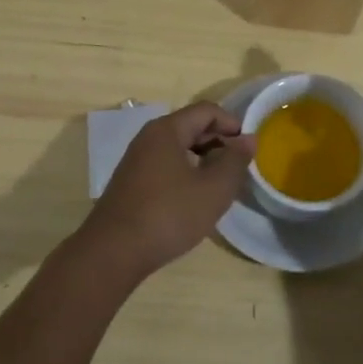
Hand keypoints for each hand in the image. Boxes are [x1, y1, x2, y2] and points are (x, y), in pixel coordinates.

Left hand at [79, 103, 254, 280]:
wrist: (113, 252)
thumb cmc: (169, 214)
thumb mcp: (213, 189)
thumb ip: (235, 161)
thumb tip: (248, 139)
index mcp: (167, 130)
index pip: (206, 111)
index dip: (232, 123)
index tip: (249, 147)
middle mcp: (148, 138)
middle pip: (191, 127)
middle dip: (219, 142)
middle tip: (239, 168)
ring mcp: (136, 161)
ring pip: (178, 148)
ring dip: (203, 160)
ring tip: (221, 184)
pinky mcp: (131, 184)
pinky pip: (166, 166)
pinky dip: (186, 173)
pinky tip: (195, 199)